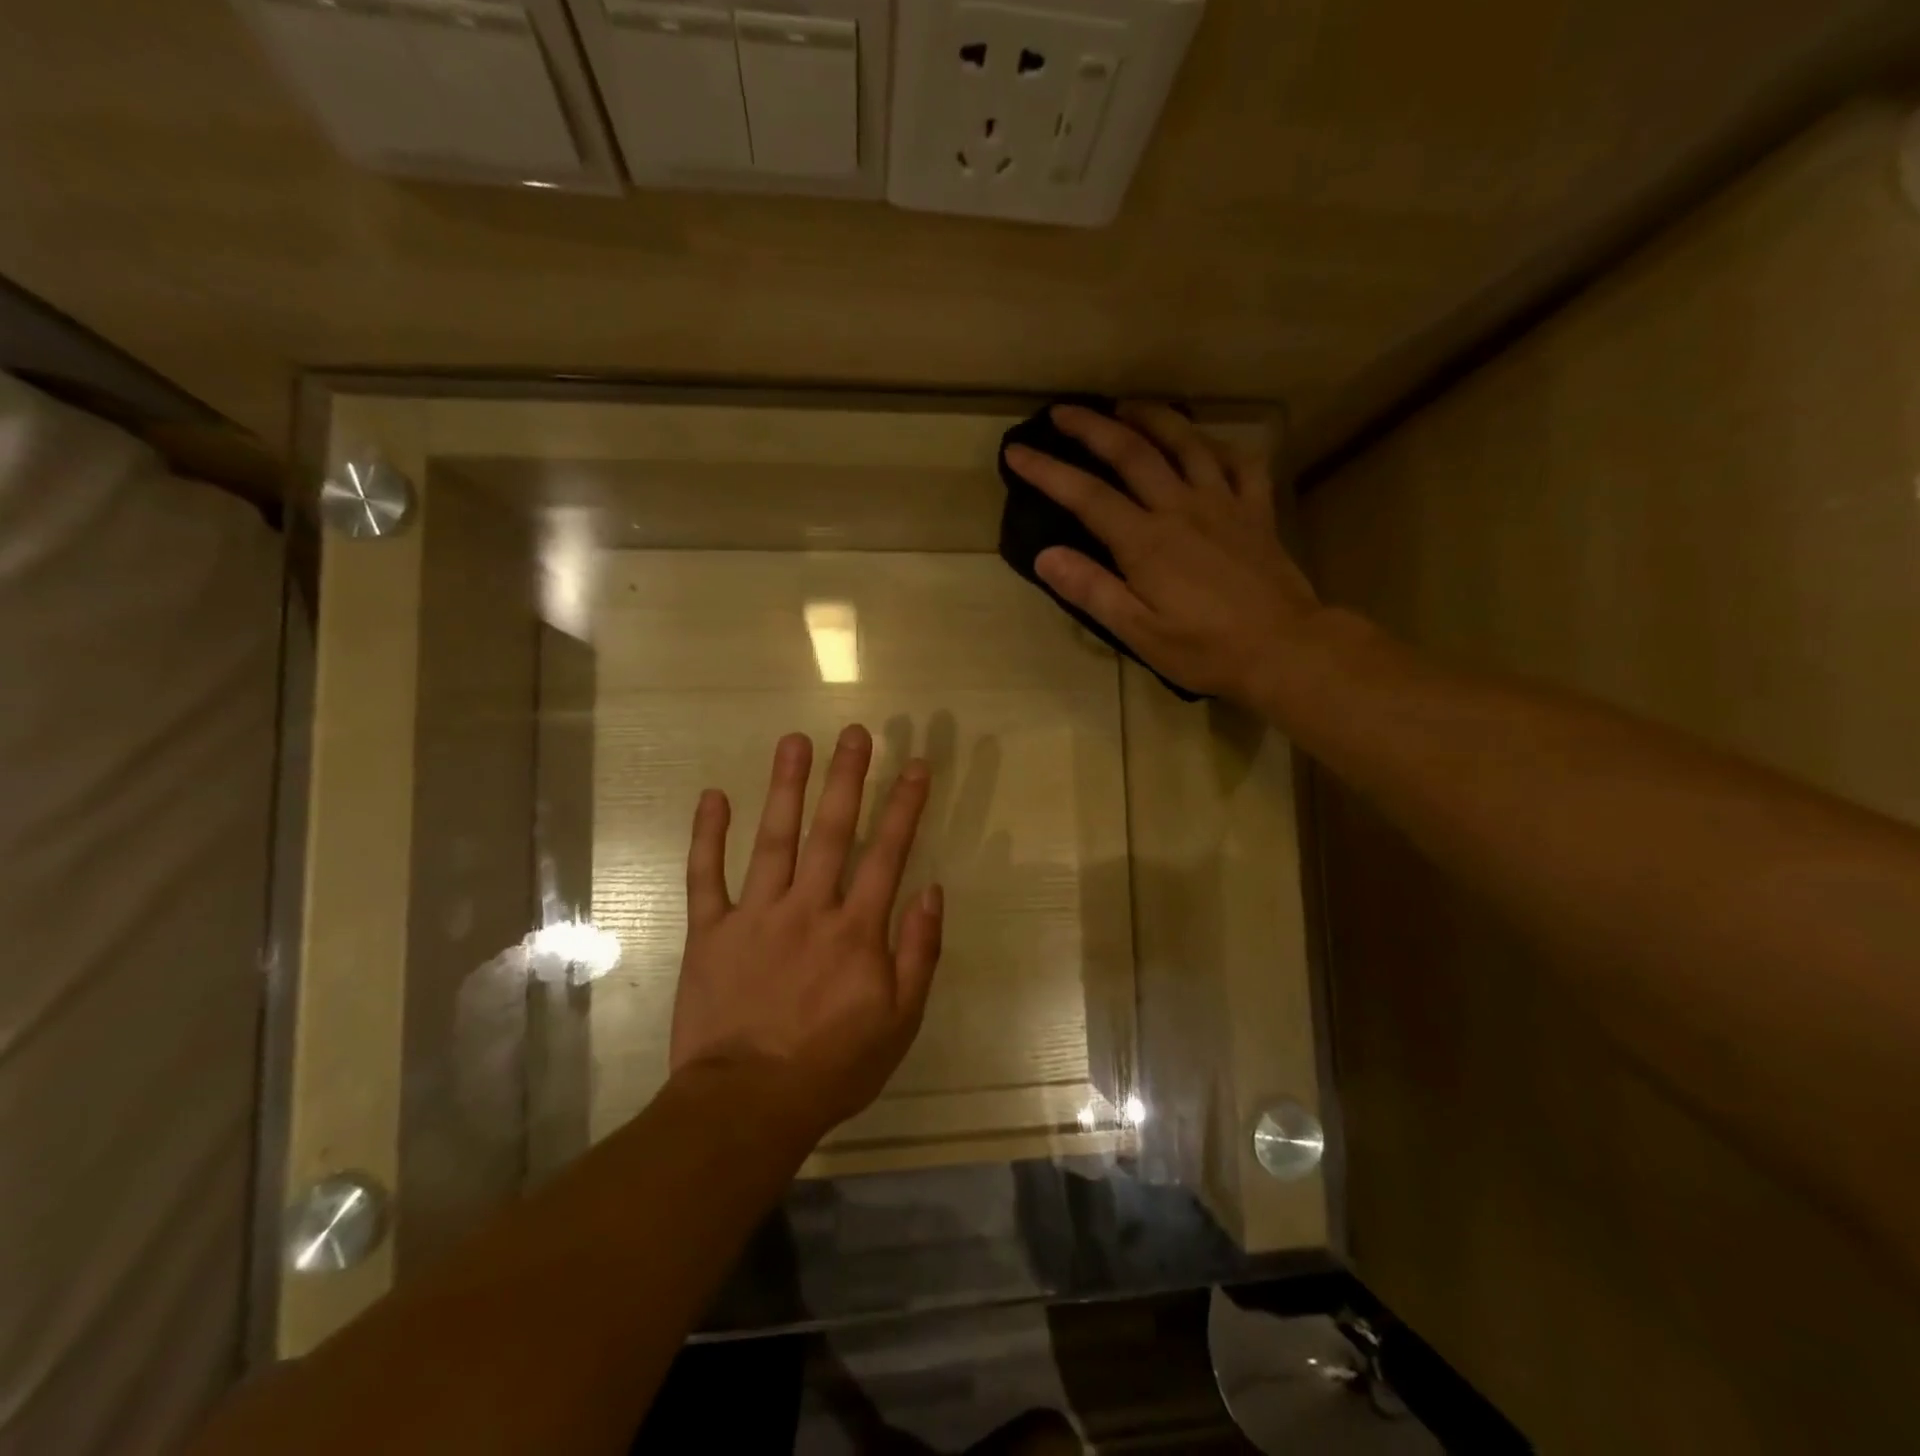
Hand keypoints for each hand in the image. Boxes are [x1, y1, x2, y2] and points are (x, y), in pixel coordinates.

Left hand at [669, 725, 943, 1137]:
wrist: (747, 1104)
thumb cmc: (832, 1066)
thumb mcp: (899, 1022)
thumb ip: (919, 953)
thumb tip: (932, 892)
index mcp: (856, 930)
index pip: (888, 853)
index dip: (905, 807)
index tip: (916, 766)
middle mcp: (809, 908)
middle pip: (832, 831)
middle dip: (847, 778)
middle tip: (856, 733)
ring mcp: (756, 915)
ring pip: (774, 839)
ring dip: (785, 787)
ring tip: (794, 741)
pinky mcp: (711, 931)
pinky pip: (706, 876)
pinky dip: (708, 835)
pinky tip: (713, 796)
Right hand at [1004, 402, 1321, 705]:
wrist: (1284, 650)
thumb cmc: (1205, 649)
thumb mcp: (1138, 632)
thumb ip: (1092, 590)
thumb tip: (1045, 556)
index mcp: (1145, 541)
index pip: (1086, 495)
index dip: (1047, 471)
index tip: (1017, 452)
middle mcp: (1181, 507)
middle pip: (1132, 453)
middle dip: (1092, 428)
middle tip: (1064, 411)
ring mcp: (1224, 503)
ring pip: (1185, 444)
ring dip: (1152, 419)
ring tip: (1128, 407)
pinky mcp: (1257, 511)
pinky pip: (1241, 463)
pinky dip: (1219, 446)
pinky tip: (1206, 445)